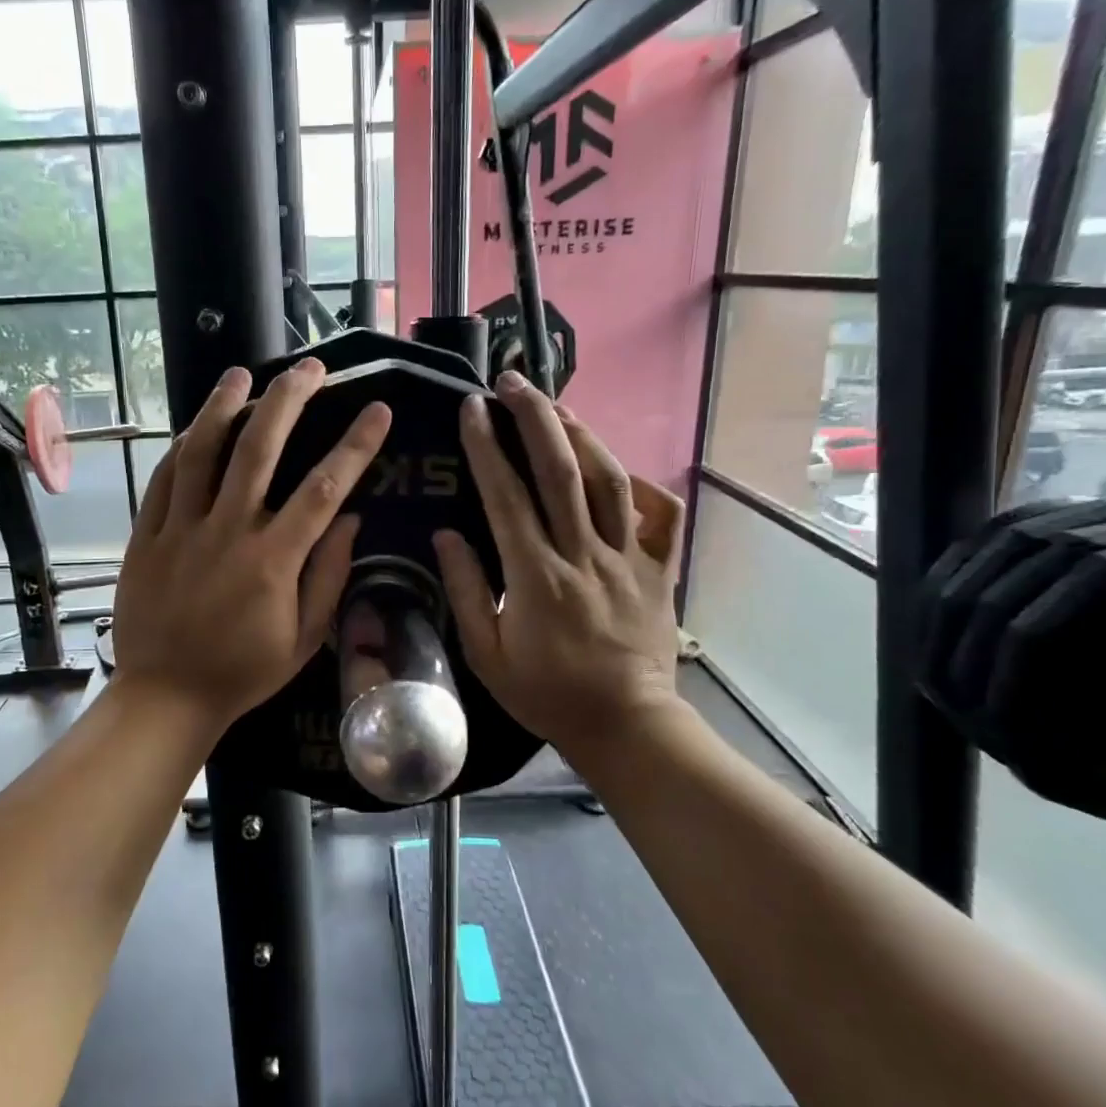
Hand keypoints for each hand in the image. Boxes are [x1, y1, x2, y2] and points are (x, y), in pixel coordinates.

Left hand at [111, 359, 391, 735]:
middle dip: (288, 400)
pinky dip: (183, 446)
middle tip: (308, 368)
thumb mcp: (304, 638)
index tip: (376, 409)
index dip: (354, 445)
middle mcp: (228, 532)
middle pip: (259, 449)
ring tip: (243, 374)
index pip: (322, 488)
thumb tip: (349, 518)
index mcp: (273, 559)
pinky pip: (165, 479)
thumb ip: (328, 575)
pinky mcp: (147, 535)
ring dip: (225, 406)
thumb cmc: (243, 671)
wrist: (166, 695)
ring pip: (203, 452)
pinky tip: (197, 425)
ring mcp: (181, 529)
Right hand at [434, 373, 684, 764]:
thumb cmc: (547, 694)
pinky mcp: (658, 569)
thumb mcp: (487, 655)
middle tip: (514, 381)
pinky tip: (618, 466)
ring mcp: (628, 558)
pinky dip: (643, 484)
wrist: (625, 725)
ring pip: (609, 481)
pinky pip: (660, 516)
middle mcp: (583, 555)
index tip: (472, 408)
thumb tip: (446, 535)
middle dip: (535, 418)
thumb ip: (467, 591)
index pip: (506, 496)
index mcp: (536, 576)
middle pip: (561, 471)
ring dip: (581, 434)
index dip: (486, 446)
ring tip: (556, 405)